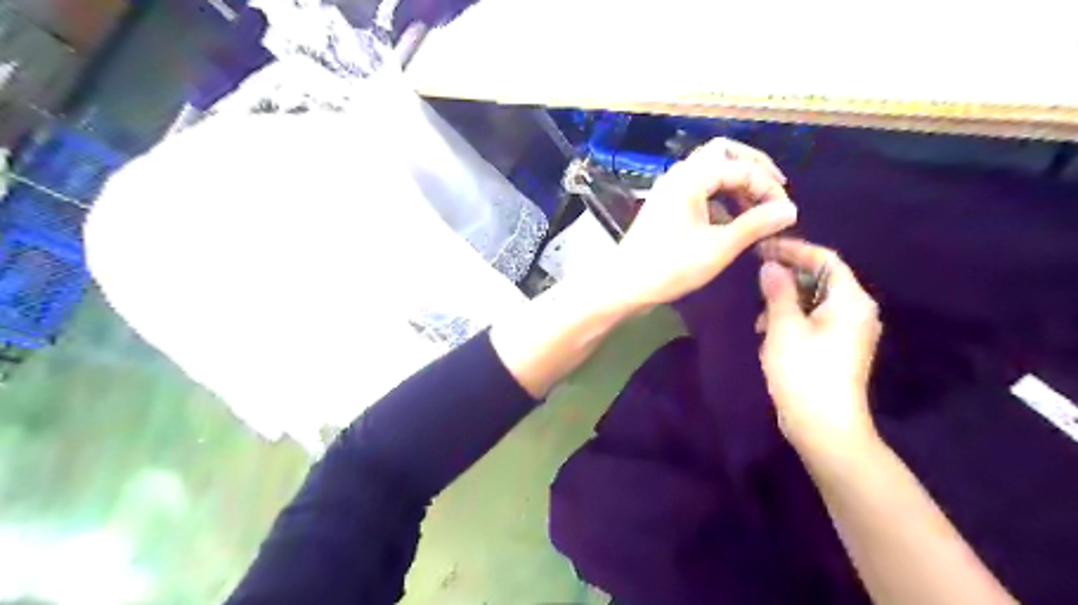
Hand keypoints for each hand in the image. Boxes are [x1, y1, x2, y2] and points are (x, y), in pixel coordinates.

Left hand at [606, 136, 797, 310]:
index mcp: (690, 178)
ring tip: (757, 209)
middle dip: (752, 168)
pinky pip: (698, 189)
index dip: (768, 187)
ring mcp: (669, 189)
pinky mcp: (665, 206)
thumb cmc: (670, 267)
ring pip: (709, 171)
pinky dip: (719, 197)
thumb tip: (790, 210)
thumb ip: (755, 225)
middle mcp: (678, 175)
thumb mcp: (718, 247)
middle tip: (774, 191)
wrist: (624, 285)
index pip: (741, 167)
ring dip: (736, 183)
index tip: (786, 213)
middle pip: (722, 154)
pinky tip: (731, 221)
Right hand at [757, 239, 884, 450]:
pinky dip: (793, 319)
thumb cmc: (804, 372)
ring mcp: (849, 332)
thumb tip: (771, 266)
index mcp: (850, 301)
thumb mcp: (784, 328)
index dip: (794, 250)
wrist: (825, 427)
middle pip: (822, 279)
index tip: (763, 248)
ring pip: (815, 301)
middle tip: (757, 279)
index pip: (825, 260)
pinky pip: (815, 320)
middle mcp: (856, 312)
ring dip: (786, 302)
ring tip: (760, 318)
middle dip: (787, 278)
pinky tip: (770, 334)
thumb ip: (777, 292)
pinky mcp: (839, 349)